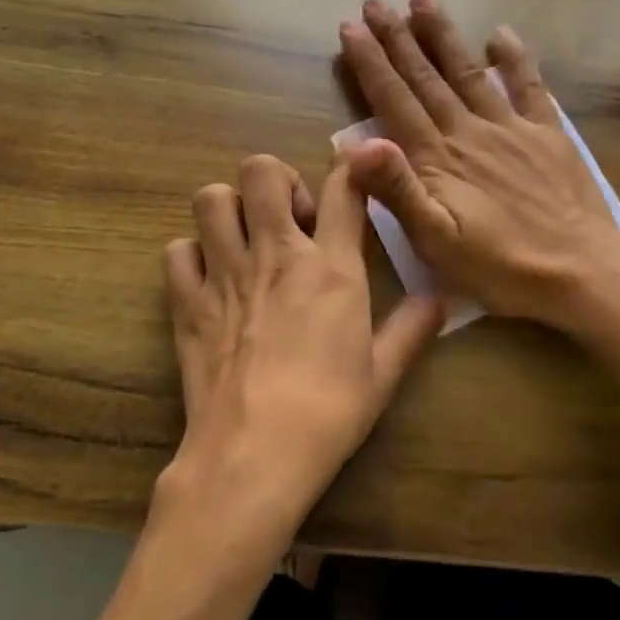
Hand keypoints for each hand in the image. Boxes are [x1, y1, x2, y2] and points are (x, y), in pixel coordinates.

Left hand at [155, 153, 443, 573]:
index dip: (353, 165)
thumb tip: (441, 297)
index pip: (343, 188)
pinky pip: (177, 251)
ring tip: (245, 239)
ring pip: (211, 198)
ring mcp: (225, 273)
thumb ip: (412, 328)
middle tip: (288, 219)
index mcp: (330, 267)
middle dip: (276, 180)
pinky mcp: (187, 301)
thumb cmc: (328, 413)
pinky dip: (191, 256)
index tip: (357, 166)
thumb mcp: (383, 373)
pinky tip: (209, 279)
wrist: (254, 454)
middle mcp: (275, 254)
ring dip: (229, 209)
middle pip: (262, 169)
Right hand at [337, 0, 619, 324]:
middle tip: (375, 2)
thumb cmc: (500, 266)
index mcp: (438, 158)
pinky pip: (530, 87)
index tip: (351, 27)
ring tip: (423, 0)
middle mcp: (470, 131)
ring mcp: (512, 128)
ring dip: (444, 36)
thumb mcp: (435, 241)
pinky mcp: (548, 135)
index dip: (370, 63)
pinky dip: (515, 58)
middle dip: (397, 38)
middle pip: (426, 77)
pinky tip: (500, 33)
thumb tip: (355, 144)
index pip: (395, 100)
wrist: (582, 274)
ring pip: (469, 72)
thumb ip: (396, 190)